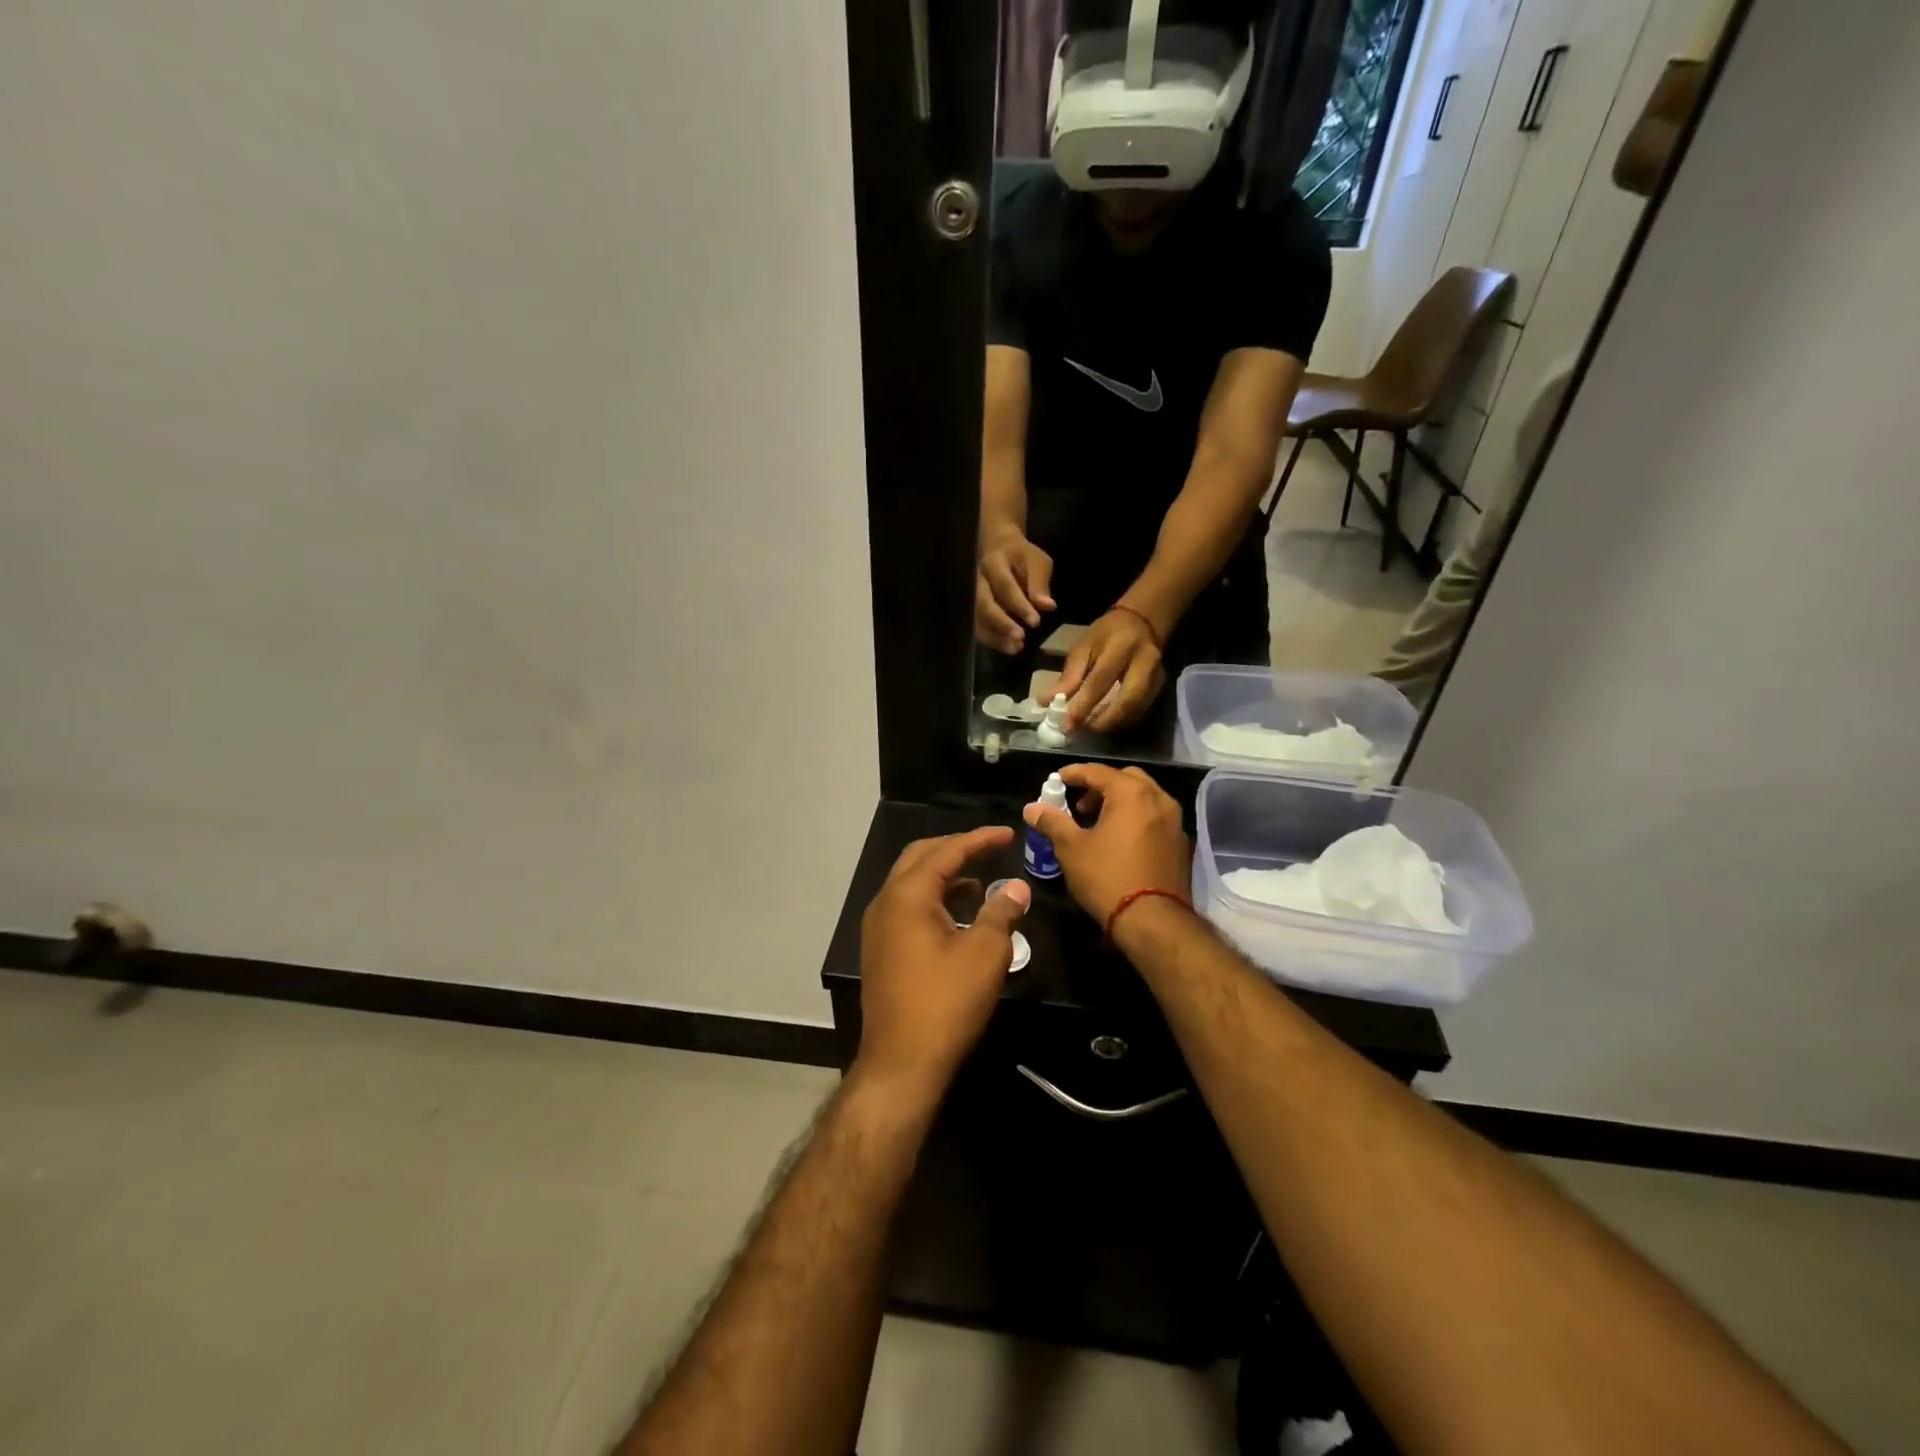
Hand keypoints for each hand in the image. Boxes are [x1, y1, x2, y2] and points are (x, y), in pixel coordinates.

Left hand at [856, 827, 1031, 1098]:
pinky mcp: (880, 950)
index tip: (1008, 834)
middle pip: (920, 857)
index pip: (946, 850)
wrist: (901, 1063)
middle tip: (989, 848)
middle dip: (955, 848)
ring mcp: (878, 927)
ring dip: (944, 875)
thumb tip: (1016, 887)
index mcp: (908, 895)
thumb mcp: (985, 954)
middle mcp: (886, 902)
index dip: (979, 839)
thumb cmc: (946, 1003)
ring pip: (911, 883)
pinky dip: (934, 900)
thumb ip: (1001, 912)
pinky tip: (959, 916)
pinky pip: (907, 907)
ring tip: (980, 882)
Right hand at [975, 532, 1054, 654]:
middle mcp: (976, 579)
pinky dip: (992, 639)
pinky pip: (976, 626)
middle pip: (983, 603)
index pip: (1005, 585)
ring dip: (995, 635)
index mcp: (994, 562)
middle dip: (1001, 622)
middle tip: (1020, 637)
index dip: (1019, 605)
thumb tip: (1047, 606)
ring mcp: (969, 594)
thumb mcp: (1037, 562)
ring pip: (976, 618)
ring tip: (1016, 648)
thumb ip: (1040, 583)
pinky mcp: (969, 608)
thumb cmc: (1021, 556)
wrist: (998, 548)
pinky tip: (1009, 648)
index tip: (1035, 622)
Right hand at [1022, 764, 1189, 925]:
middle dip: (1100, 786)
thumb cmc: (1107, 877)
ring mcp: (1174, 822)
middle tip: (1078, 805)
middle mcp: (1158, 799)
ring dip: (1119, 802)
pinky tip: (1119, 841)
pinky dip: (1135, 818)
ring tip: (1096, 824)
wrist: (1154, 921)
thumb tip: (1032, 808)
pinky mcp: (1181, 844)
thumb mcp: (1071, 848)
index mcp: (1131, 793)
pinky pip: (1154, 818)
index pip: (1098, 771)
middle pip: (1126, 779)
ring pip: (1144, 797)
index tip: (1056, 780)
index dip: (1074, 773)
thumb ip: (1052, 822)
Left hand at [1055, 609, 1164, 731]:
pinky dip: (1121, 721)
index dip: (1082, 706)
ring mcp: (1156, 676)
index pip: (1100, 682)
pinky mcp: (1160, 687)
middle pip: (1127, 701)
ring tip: (1089, 728)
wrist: (1142, 622)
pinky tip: (1105, 723)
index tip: (1066, 725)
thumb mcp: (1083, 646)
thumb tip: (1046, 702)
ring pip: (1135, 710)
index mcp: (1121, 646)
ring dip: (1111, 724)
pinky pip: (1140, 711)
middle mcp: (1144, 662)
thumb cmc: (1107, 633)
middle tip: (1081, 730)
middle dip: (1102, 721)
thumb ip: (1069, 676)